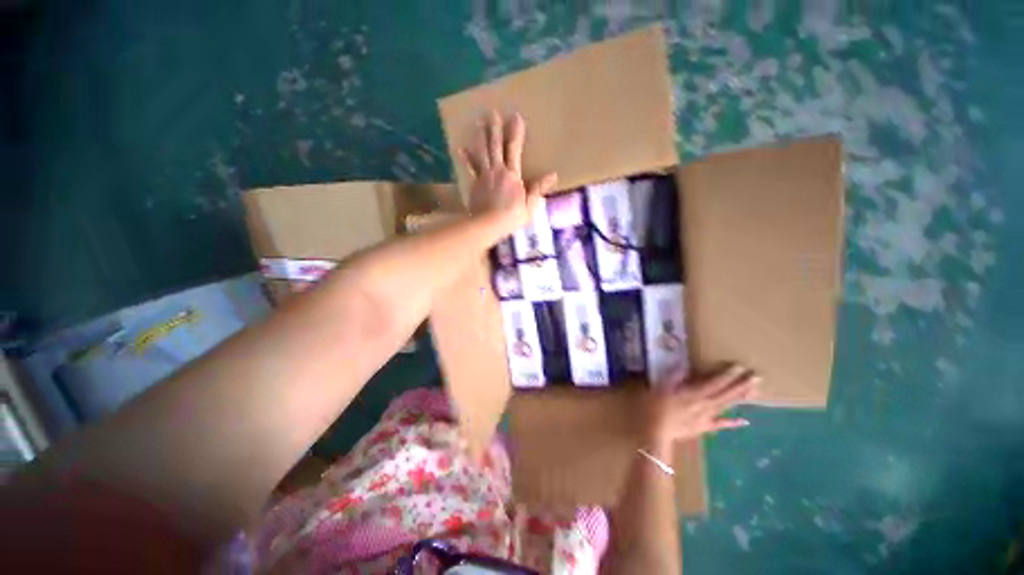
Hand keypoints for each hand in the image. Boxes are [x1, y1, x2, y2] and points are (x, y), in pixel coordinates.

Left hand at [461, 111, 557, 233]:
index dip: (516, 132)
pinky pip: (470, 169)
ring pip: (482, 153)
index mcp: (512, 175)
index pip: (514, 149)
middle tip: (492, 112)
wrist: (488, 225)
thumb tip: (553, 174)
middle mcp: (497, 170)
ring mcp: (484, 176)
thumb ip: (538, 188)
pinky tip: (460, 148)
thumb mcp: (530, 205)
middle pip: (495, 146)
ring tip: (478, 122)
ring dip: (480, 137)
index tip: (516, 116)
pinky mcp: (475, 184)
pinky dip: (465, 158)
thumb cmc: (511, 217)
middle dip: (495, 129)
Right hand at [642, 365, 758, 451]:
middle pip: (726, 394)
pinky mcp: (704, 427)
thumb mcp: (660, 387)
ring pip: (726, 406)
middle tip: (758, 377)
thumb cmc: (655, 407)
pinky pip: (720, 424)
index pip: (715, 382)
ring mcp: (706, 417)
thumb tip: (683, 364)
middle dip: (741, 385)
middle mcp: (705, 404)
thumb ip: (673, 376)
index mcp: (694, 393)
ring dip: (740, 398)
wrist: (656, 432)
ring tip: (755, 391)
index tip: (741, 366)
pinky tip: (745, 421)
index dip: (728, 374)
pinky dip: (732, 422)